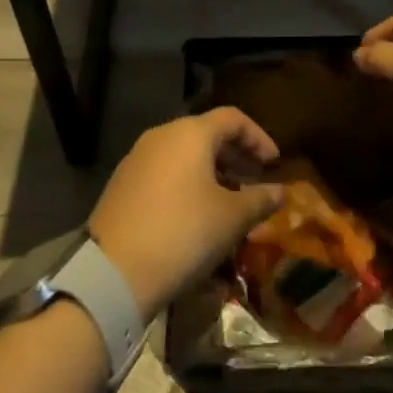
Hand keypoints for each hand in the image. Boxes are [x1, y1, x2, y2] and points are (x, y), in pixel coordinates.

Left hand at [89, 107, 285, 318]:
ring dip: (212, 172)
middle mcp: (162, 136)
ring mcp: (137, 159)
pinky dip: (187, 184)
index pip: (233, 119)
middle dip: (235, 156)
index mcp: (190, 133)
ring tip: (229, 201)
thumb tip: (280, 191)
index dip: (258, 137)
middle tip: (255, 181)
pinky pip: (165, 173)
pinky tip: (196, 215)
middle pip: (206, 134)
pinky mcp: (122, 185)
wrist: (113, 273)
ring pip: (184, 155)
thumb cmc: (183, 233)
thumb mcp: (232, 218)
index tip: (274, 164)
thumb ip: (260, 199)